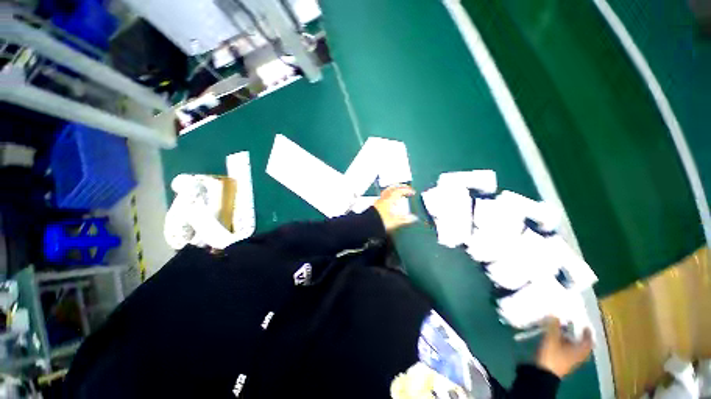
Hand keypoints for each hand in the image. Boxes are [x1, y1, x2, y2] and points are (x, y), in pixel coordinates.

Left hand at [373, 185, 417, 232]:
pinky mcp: (375, 206)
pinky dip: (388, 197)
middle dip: (399, 187)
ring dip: (393, 191)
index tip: (412, 191)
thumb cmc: (380, 221)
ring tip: (398, 194)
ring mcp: (378, 201)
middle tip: (405, 188)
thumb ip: (405, 219)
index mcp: (389, 199)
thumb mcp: (395, 221)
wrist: (367, 225)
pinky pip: (383, 197)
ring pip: (387, 192)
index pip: (399, 190)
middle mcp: (383, 198)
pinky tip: (389, 203)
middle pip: (392, 188)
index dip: (407, 190)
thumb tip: (413, 218)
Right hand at [536, 317, 592, 377]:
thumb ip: (553, 327)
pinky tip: (556, 339)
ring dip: (569, 338)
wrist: (544, 373)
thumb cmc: (552, 356)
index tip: (585, 325)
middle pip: (581, 344)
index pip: (588, 341)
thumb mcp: (552, 339)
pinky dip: (563, 343)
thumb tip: (555, 314)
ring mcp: (570, 360)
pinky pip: (566, 349)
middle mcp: (578, 355)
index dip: (587, 333)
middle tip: (573, 325)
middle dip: (577, 335)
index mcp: (580, 351)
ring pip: (573, 347)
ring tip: (562, 330)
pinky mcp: (561, 361)